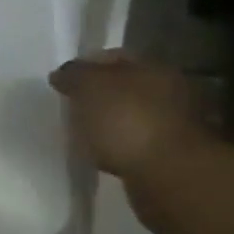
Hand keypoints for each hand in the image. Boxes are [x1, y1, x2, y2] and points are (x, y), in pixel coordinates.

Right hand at [48, 49, 207, 177]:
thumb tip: (61, 74)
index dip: (84, 66)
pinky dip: (119, 148)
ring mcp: (172, 126)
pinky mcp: (170, 158)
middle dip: (98, 97)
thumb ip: (73, 75)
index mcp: (153, 66)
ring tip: (83, 136)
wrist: (169, 177)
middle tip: (71, 109)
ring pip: (130, 117)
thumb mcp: (89, 87)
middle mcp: (169, 91)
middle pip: (124, 88)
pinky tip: (102, 157)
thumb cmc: (128, 121)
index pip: (113, 56)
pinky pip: (136, 146)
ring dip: (110, 125)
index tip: (62, 83)